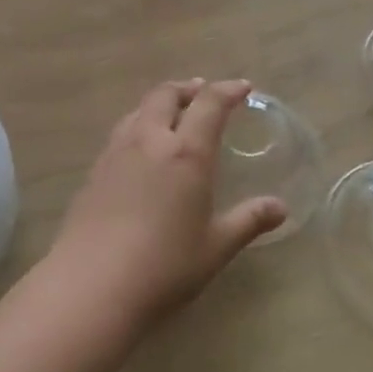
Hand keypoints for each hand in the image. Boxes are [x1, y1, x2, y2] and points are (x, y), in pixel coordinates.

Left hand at [47, 79, 286, 328]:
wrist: (92, 284)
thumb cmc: (164, 266)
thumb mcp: (215, 247)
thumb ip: (248, 221)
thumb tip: (280, 207)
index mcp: (186, 153)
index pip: (209, 105)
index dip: (228, 91)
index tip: (242, 87)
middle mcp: (149, 141)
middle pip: (166, 95)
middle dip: (188, 89)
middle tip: (202, 91)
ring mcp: (116, 153)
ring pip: (139, 110)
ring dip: (160, 103)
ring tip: (172, 112)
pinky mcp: (94, 171)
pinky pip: (121, 132)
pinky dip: (138, 124)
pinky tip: (141, 147)